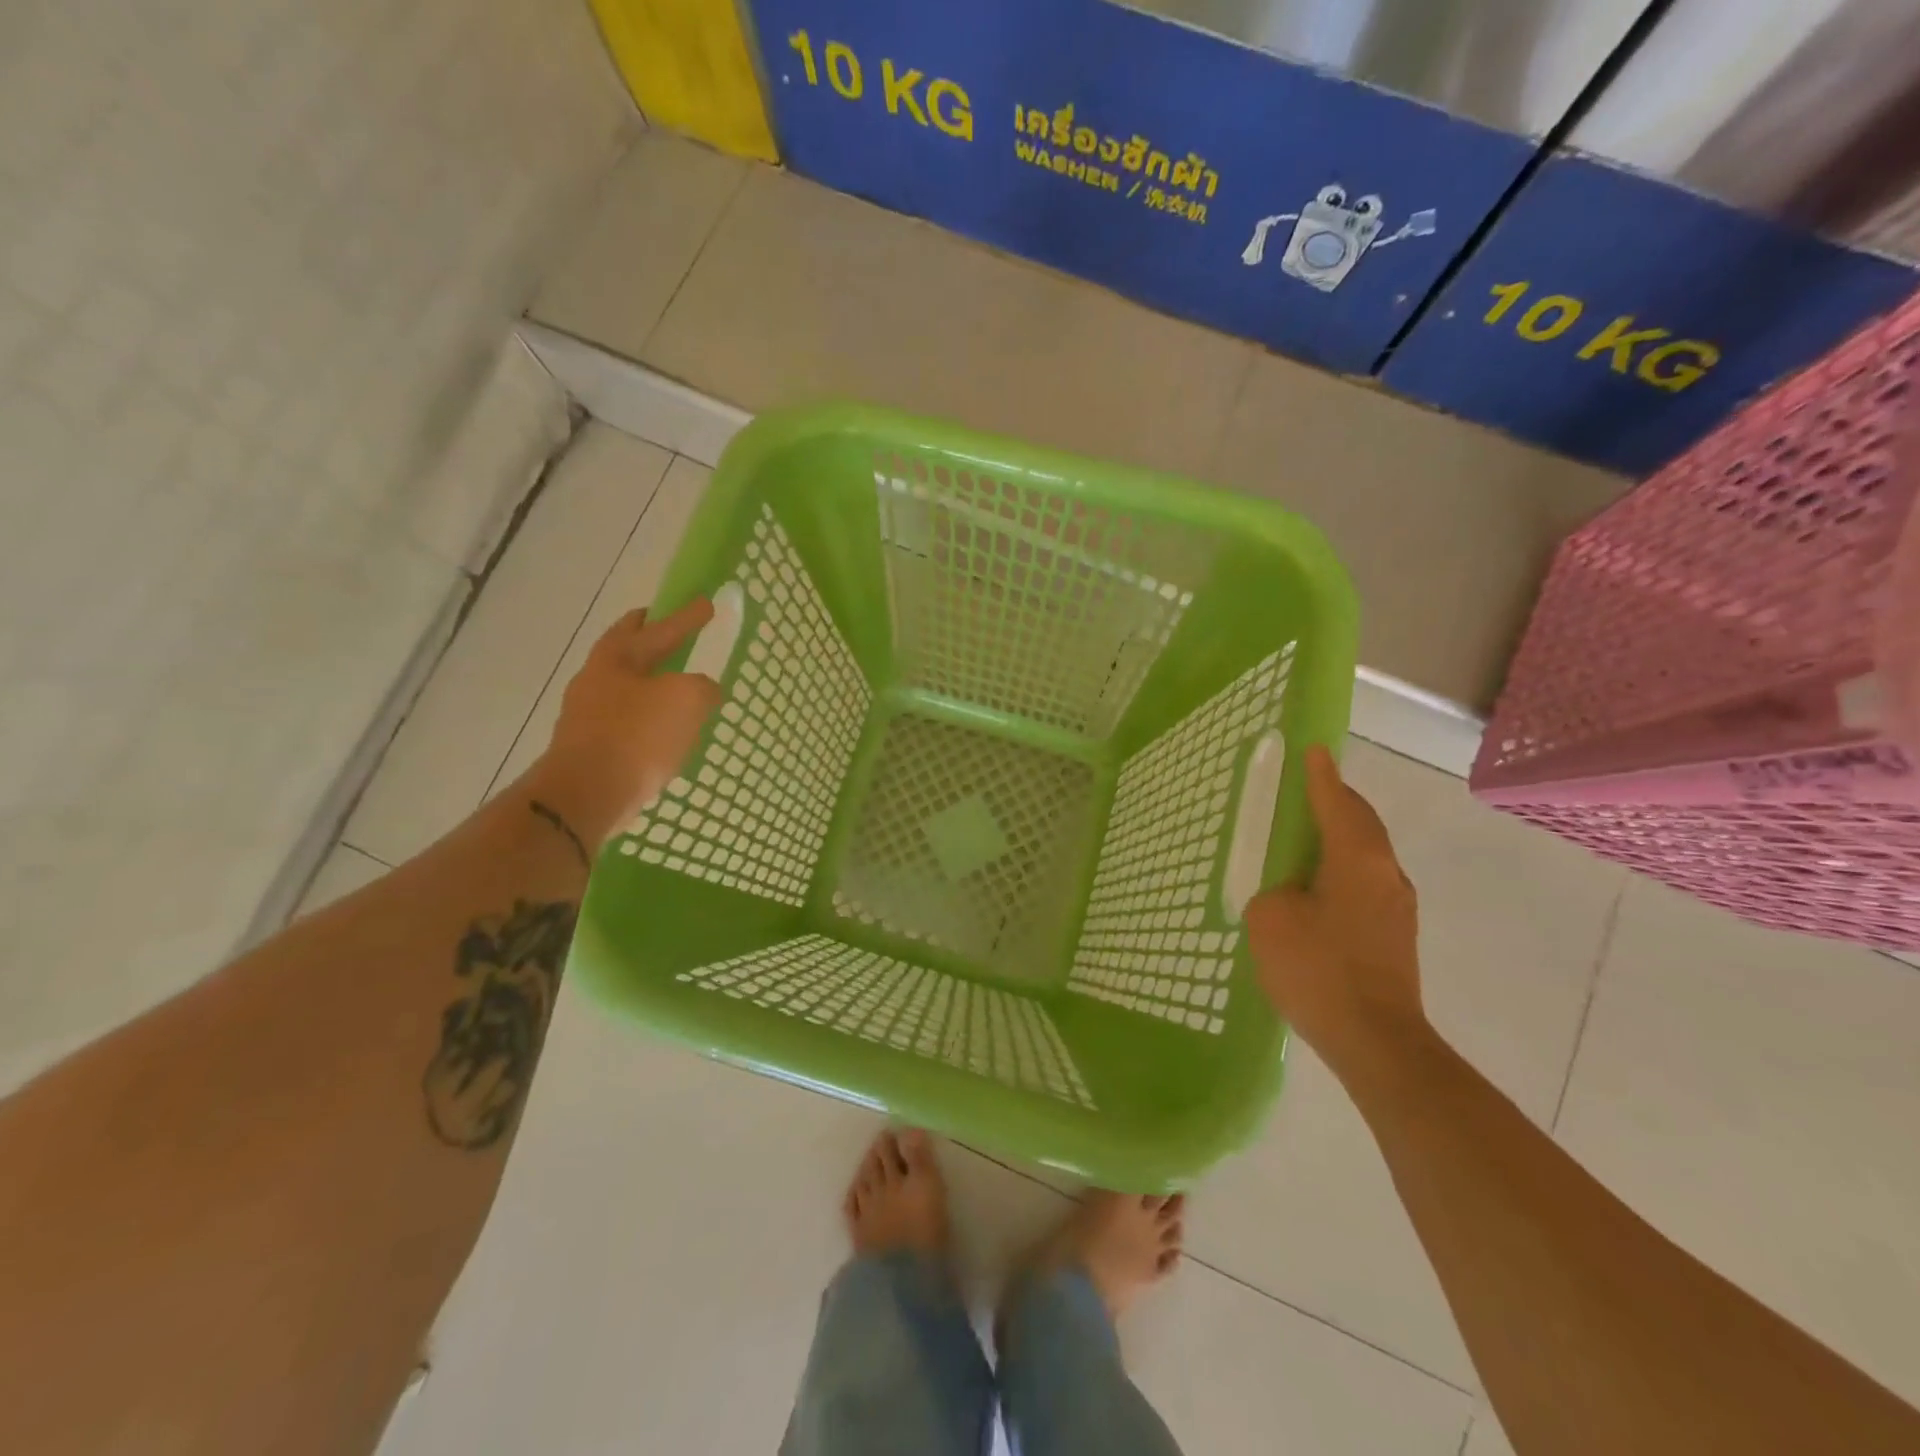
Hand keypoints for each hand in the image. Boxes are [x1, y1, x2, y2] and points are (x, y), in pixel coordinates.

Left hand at [532, 601, 722, 846]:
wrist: (588, 794)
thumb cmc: (637, 735)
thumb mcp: (686, 699)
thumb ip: (702, 687)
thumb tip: (705, 690)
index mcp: (616, 658)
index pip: (657, 627)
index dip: (685, 615)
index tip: (706, 602)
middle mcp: (596, 680)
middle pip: (628, 650)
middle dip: (651, 638)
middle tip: (674, 630)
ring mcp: (589, 715)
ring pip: (627, 687)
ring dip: (651, 681)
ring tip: (679, 686)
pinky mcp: (592, 748)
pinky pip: (627, 721)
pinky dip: (648, 716)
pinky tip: (667, 732)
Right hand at [1246, 746, 1424, 1077]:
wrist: (1376, 1041)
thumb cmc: (1319, 969)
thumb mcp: (1270, 919)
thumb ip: (1274, 892)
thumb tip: (1290, 895)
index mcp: (1357, 859)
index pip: (1336, 803)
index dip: (1321, 776)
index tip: (1315, 751)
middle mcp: (1386, 874)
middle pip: (1361, 824)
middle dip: (1336, 802)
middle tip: (1308, 790)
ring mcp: (1397, 907)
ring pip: (1367, 855)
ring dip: (1340, 838)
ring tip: (1306, 839)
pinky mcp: (1396, 936)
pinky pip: (1365, 884)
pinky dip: (1342, 870)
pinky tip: (1317, 890)